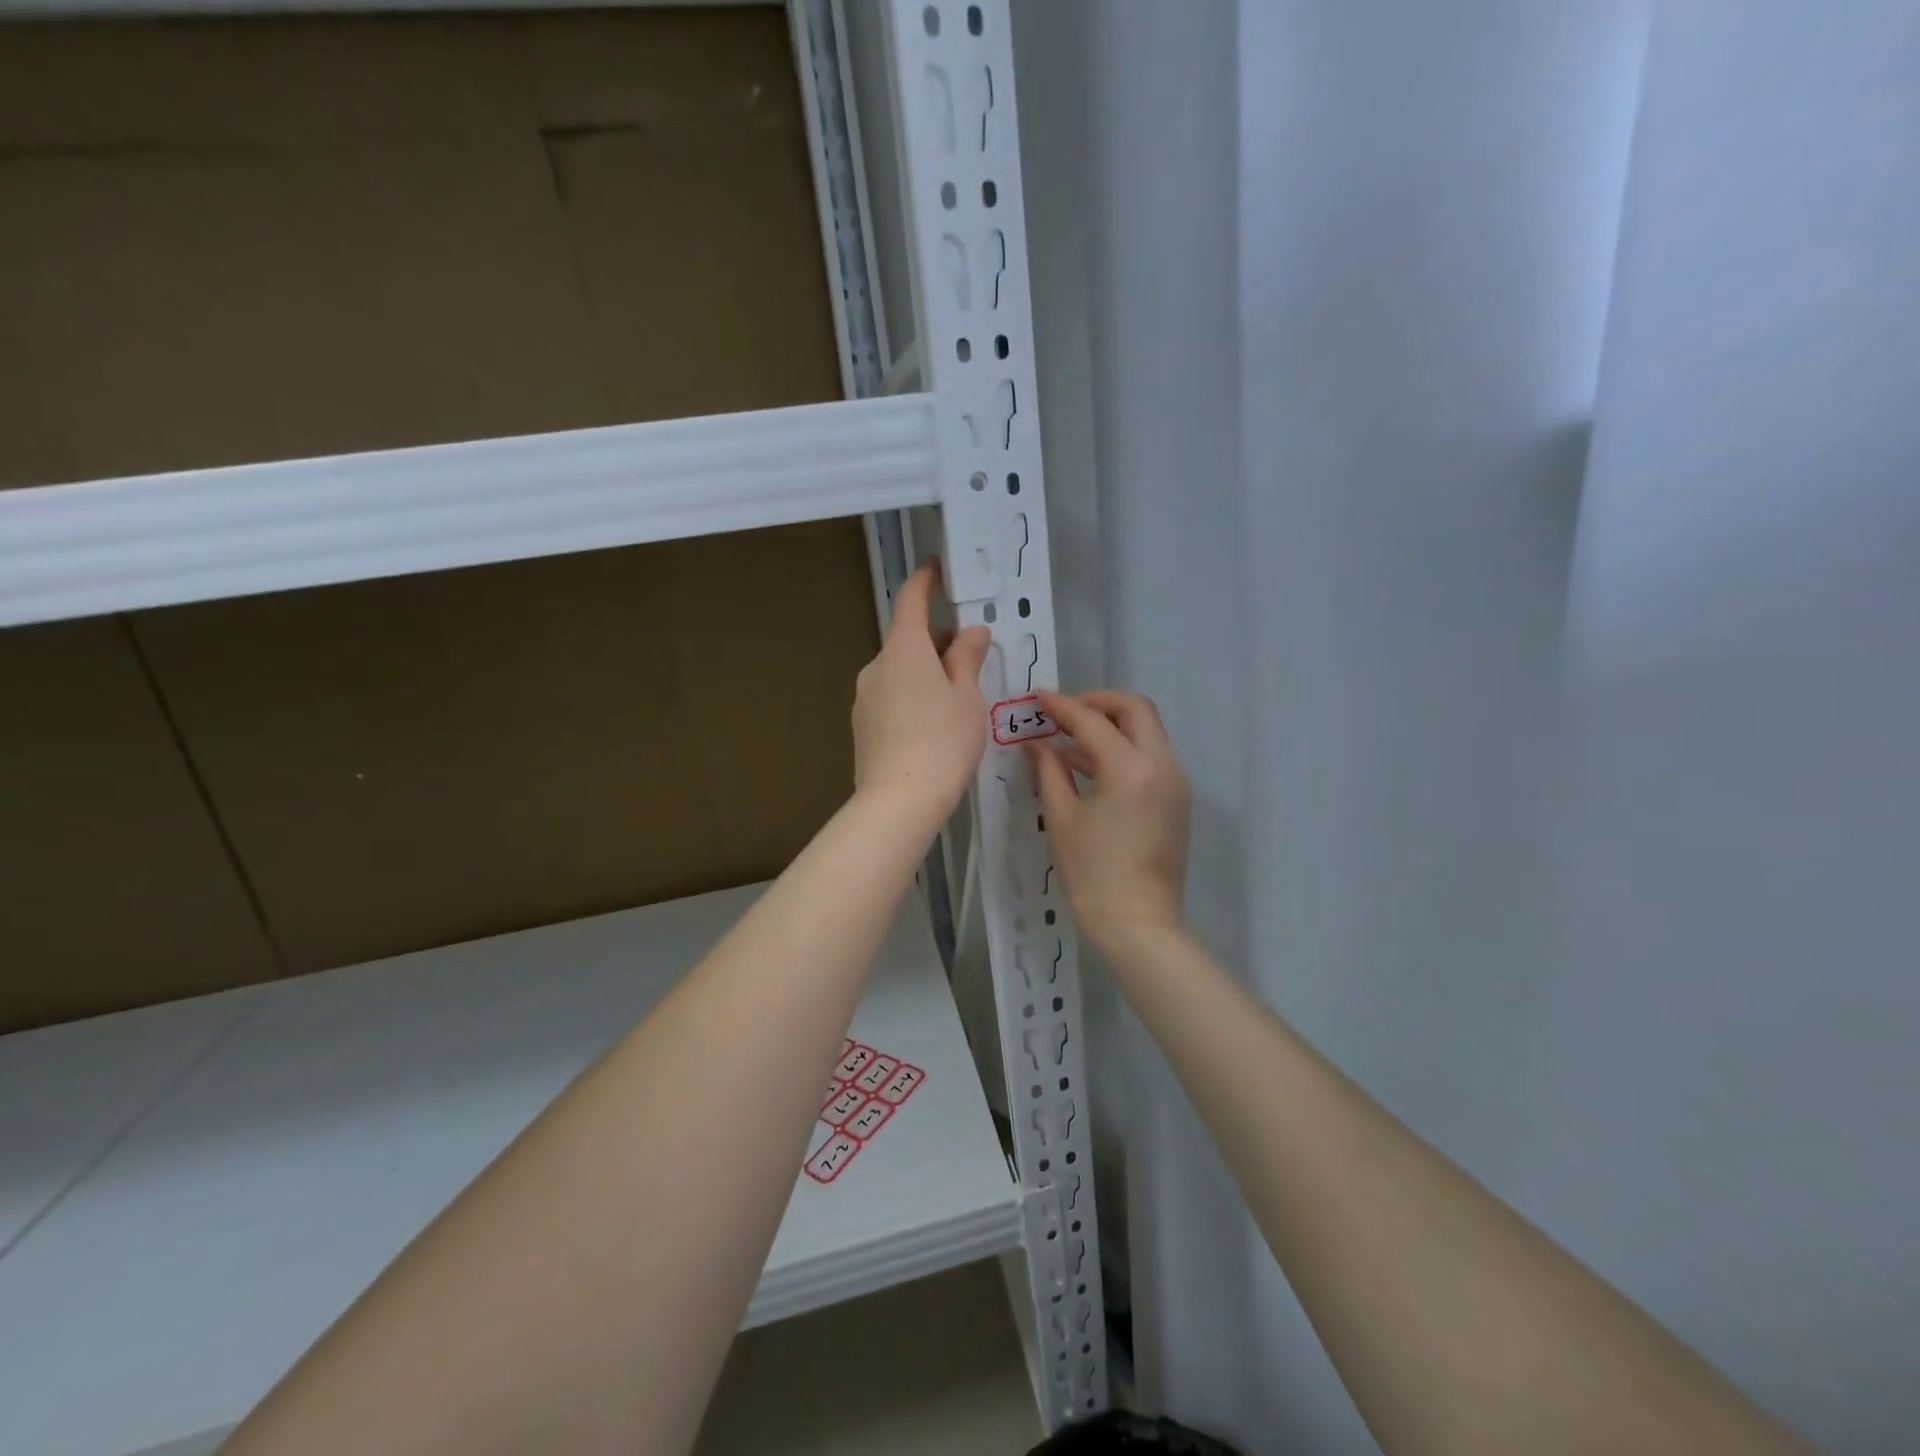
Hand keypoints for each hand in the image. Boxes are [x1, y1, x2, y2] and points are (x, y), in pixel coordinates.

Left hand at [852, 563, 991, 818]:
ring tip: (954, 702)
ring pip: (898, 671)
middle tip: (969, 660)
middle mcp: (877, 665)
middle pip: (907, 640)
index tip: (936, 569)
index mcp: (904, 650)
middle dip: (936, 642)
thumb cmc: (944, 742)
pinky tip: (930, 727)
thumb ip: (967, 659)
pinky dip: (910, 697)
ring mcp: (864, 696)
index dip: (924, 581)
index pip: (911, 601)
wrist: (899, 800)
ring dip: (923, 672)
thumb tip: (971, 632)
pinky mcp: (861, 725)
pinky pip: (889, 696)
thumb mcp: (967, 698)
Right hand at [1029, 690, 1192, 950]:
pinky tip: (1091, 769)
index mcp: (1131, 768)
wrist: (1139, 925)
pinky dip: (1124, 751)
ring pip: (1147, 732)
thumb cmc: (1093, 875)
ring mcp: (1176, 782)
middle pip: (1135, 710)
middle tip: (1064, 714)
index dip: (1062, 706)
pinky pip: (1152, 758)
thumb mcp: (1063, 819)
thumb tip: (1036, 744)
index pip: (1093, 720)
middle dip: (1098, 703)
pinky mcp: (1178, 800)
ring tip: (1069, 744)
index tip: (1037, 698)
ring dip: (1112, 727)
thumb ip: (1049, 771)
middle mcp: (1162, 765)